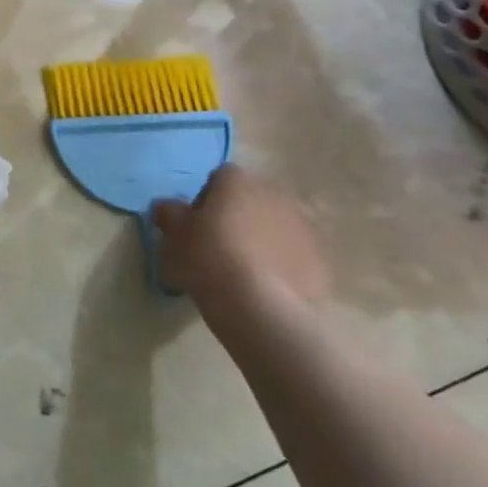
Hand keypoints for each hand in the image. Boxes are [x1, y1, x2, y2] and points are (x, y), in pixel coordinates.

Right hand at [152, 165, 327, 320]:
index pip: (219, 178)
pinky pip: (293, 253)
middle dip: (235, 217)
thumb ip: (169, 214)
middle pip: (250, 200)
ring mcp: (302, 226)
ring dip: (259, 239)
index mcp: (237, 181)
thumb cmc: (209, 259)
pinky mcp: (320, 258)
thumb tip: (167, 206)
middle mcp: (274, 194)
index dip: (205, 200)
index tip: (195, 226)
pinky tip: (264, 287)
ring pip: (274, 225)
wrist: (261, 308)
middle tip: (216, 247)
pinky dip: (280, 263)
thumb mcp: (174, 236)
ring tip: (241, 271)